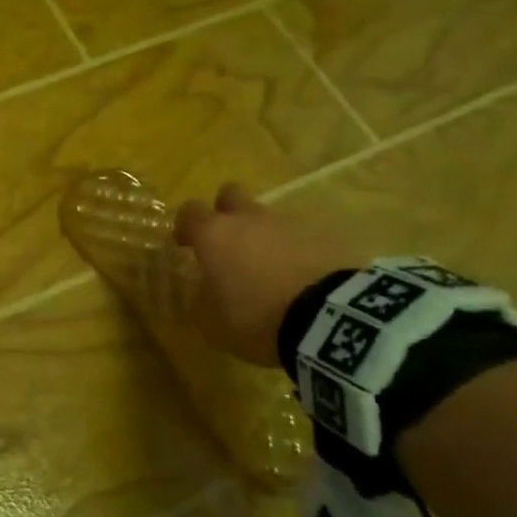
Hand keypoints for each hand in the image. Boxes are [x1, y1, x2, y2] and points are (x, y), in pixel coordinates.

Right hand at [173, 182, 363, 366]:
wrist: (330, 319)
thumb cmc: (257, 317)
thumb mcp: (213, 322)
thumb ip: (203, 300)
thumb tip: (205, 290)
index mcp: (215, 235)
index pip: (190, 212)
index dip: (185, 226)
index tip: (186, 245)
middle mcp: (249, 220)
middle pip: (231, 194)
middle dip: (225, 212)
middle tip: (227, 242)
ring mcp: (290, 226)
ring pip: (268, 218)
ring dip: (263, 236)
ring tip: (268, 270)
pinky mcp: (325, 238)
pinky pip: (301, 239)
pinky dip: (295, 252)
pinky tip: (299, 279)